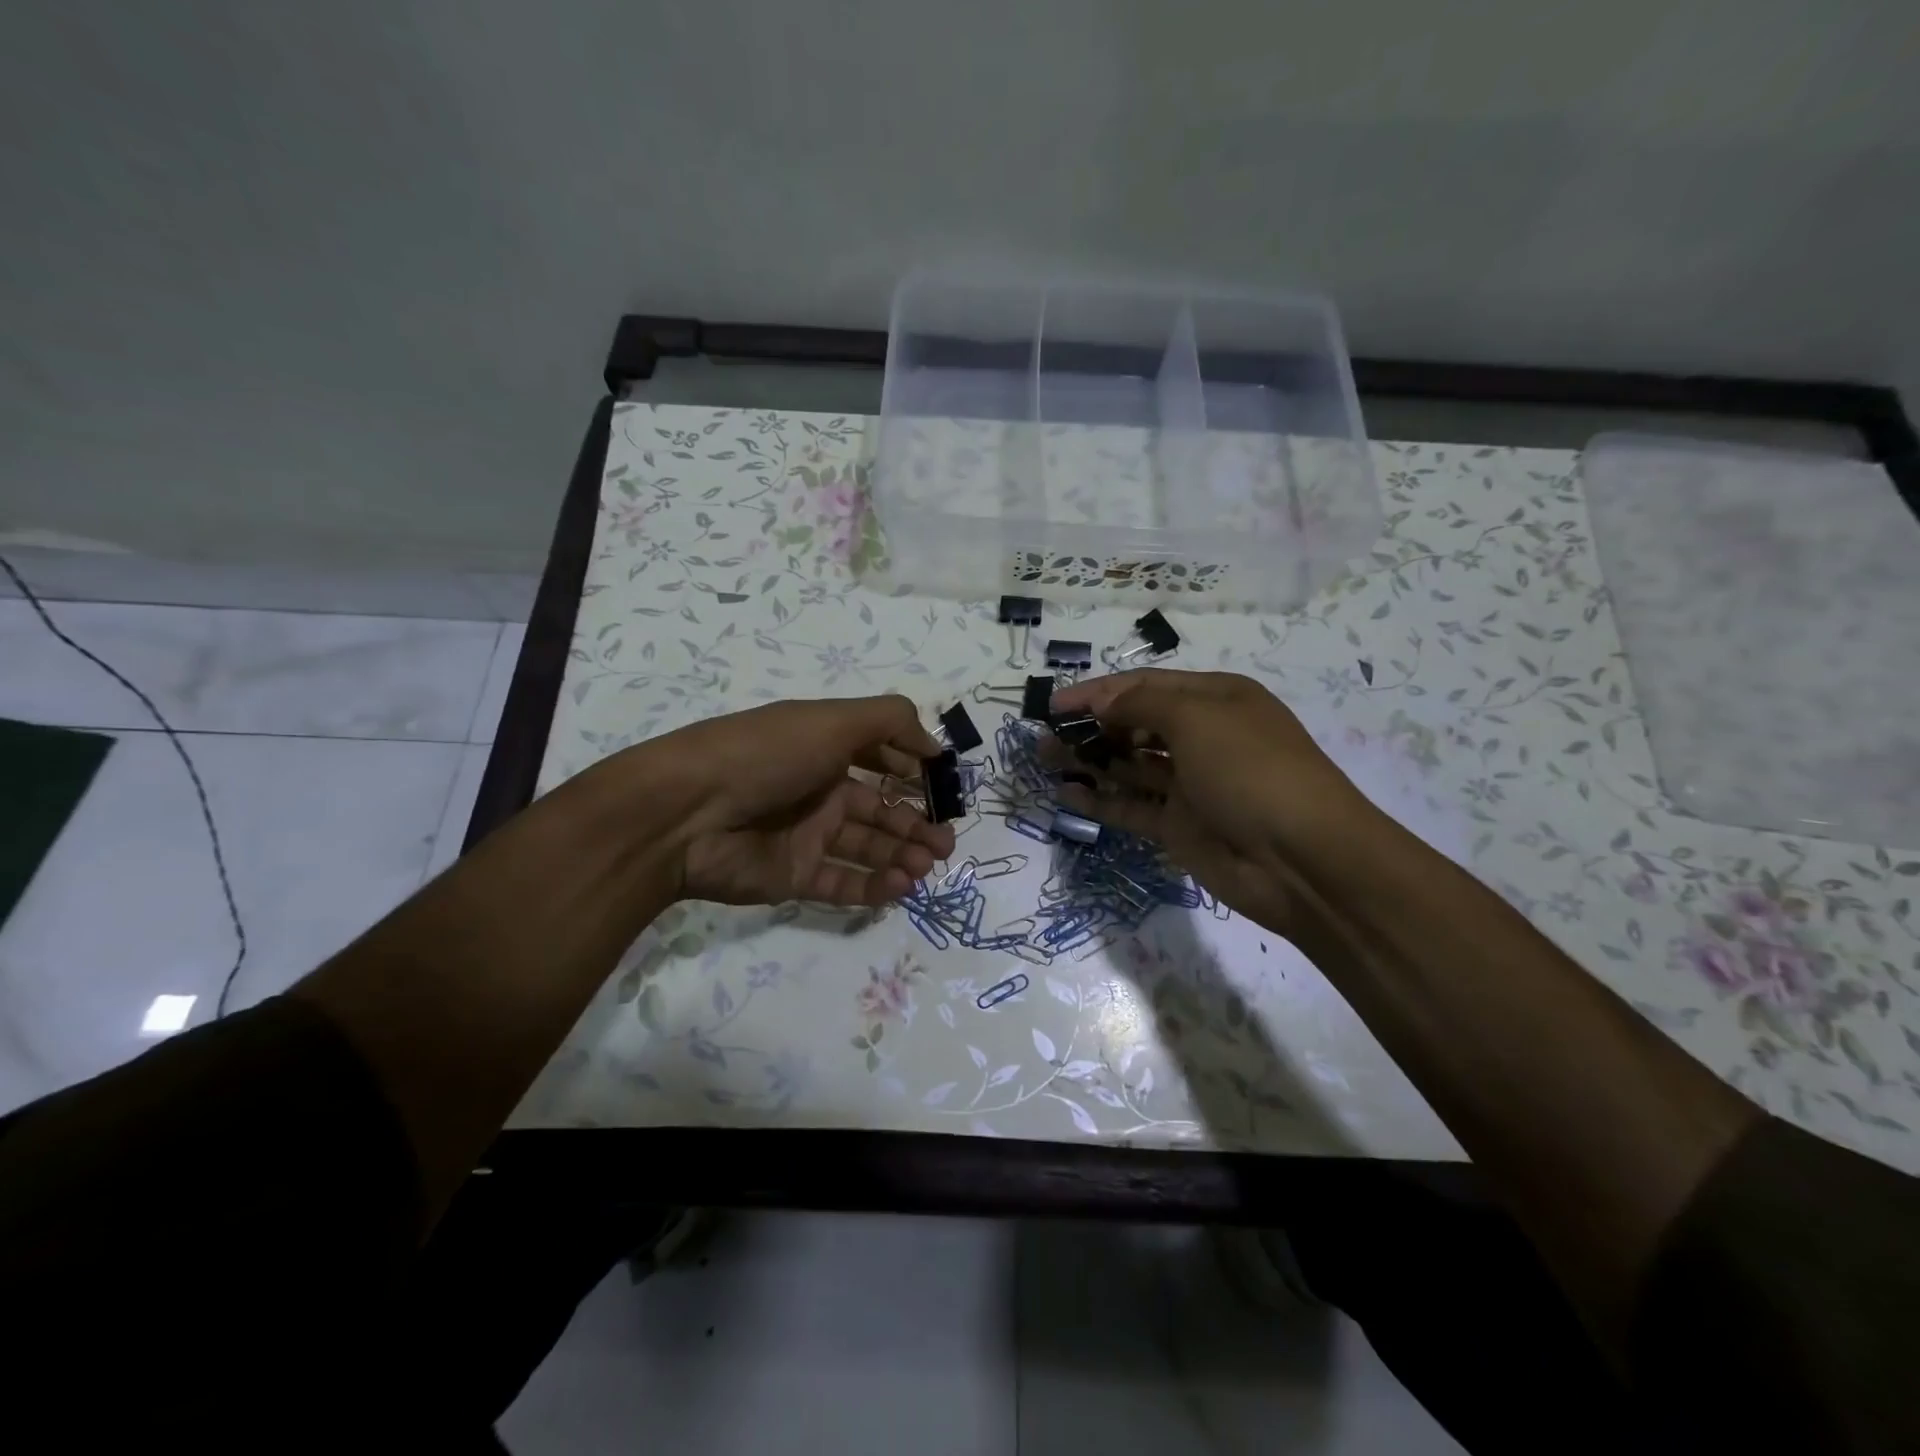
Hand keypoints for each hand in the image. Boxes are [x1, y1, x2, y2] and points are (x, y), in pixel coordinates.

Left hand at [634, 694, 955, 907]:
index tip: (943, 787)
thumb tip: (932, 744)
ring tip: (929, 865)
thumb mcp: (831, 720)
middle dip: (917, 824)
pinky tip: (902, 885)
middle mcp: (819, 791)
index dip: (912, 771)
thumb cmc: (766, 755)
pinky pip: (844, 883)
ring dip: (904, 856)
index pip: (880, 759)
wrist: (687, 813)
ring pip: (868, 849)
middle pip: (880, 811)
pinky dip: (876, 886)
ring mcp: (806, 836)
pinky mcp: (794, 876)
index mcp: (826, 749)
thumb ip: (890, 721)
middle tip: (947, 843)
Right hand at [1049, 670, 1376, 935]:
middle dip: (1090, 726)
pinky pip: (1131, 807)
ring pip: (1128, 766)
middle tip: (1044, 735)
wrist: (1302, 860)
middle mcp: (1201, 737)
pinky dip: (1100, 800)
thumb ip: (1141, 706)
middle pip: (1134, 724)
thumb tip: (1102, 705)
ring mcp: (1189, 785)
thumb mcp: (1197, 719)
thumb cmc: (1251, 770)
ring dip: (1088, 760)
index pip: (1144, 686)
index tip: (1054, 704)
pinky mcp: (1179, 826)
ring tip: (1043, 759)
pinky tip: (1066, 795)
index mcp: (1214, 699)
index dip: (1097, 692)